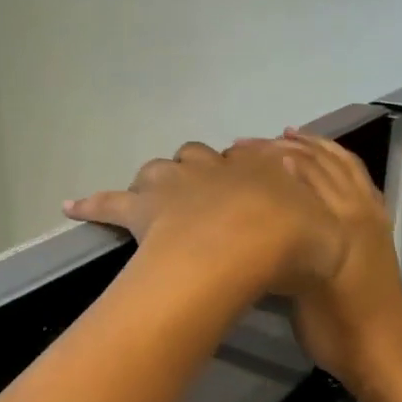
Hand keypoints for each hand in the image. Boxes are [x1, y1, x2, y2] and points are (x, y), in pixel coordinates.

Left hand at [65, 141, 347, 299]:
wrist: (253, 243)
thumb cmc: (294, 241)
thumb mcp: (328, 233)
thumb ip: (323, 227)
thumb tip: (325, 225)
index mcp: (261, 169)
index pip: (254, 158)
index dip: (252, 169)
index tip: (253, 182)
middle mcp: (217, 168)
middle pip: (202, 159)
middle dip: (203, 170)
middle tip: (206, 192)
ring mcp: (177, 183)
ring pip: (161, 170)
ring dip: (161, 179)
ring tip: (158, 195)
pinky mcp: (142, 207)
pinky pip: (111, 202)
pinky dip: (93, 204)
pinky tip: (73, 206)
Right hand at [255, 129, 401, 401]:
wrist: (382, 355)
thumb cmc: (335, 330)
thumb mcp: (299, 291)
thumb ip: (282, 248)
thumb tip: (256, 212)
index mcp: (336, 222)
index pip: (297, 175)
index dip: (264, 160)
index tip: (232, 157)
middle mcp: (357, 209)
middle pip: (317, 164)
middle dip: (281, 150)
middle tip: (244, 147)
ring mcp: (372, 216)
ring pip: (341, 167)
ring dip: (312, 148)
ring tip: (283, 137)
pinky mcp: (378, 228)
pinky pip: (359, 182)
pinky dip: (340, 163)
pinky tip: (325, 161)